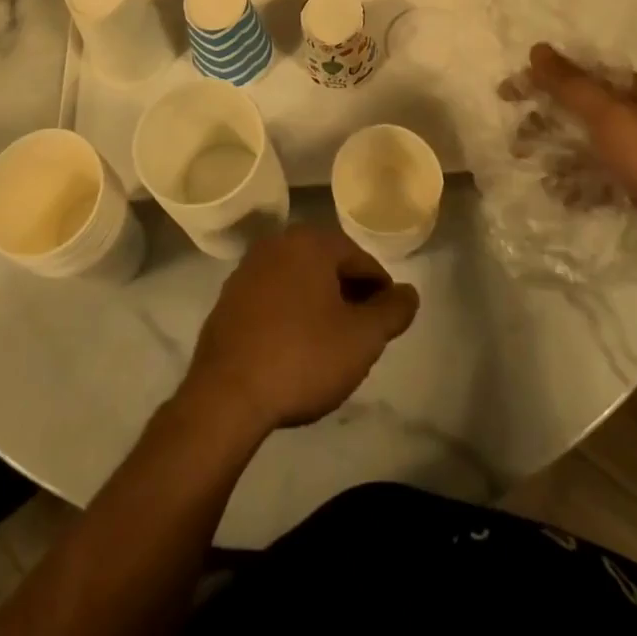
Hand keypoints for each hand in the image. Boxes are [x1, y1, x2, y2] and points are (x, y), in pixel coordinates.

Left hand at [182, 225, 418, 434]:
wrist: (227, 393)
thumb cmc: (303, 357)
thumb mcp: (362, 338)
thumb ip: (392, 311)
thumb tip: (409, 293)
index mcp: (310, 242)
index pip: (360, 259)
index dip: (381, 291)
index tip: (387, 323)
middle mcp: (277, 244)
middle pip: (328, 265)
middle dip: (349, 295)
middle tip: (363, 334)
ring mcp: (248, 269)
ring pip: (299, 280)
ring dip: (320, 304)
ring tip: (332, 344)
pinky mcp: (230, 297)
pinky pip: (273, 297)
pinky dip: (291, 313)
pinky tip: (295, 348)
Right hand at [524, 43, 636, 279]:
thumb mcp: (613, 119)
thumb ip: (572, 85)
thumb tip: (538, 48)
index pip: (580, 73)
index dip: (541, 80)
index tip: (506, 94)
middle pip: (583, 109)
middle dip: (548, 122)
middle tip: (517, 141)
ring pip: (591, 146)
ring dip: (561, 156)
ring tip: (536, 171)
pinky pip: (605, 178)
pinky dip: (583, 184)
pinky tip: (564, 197)